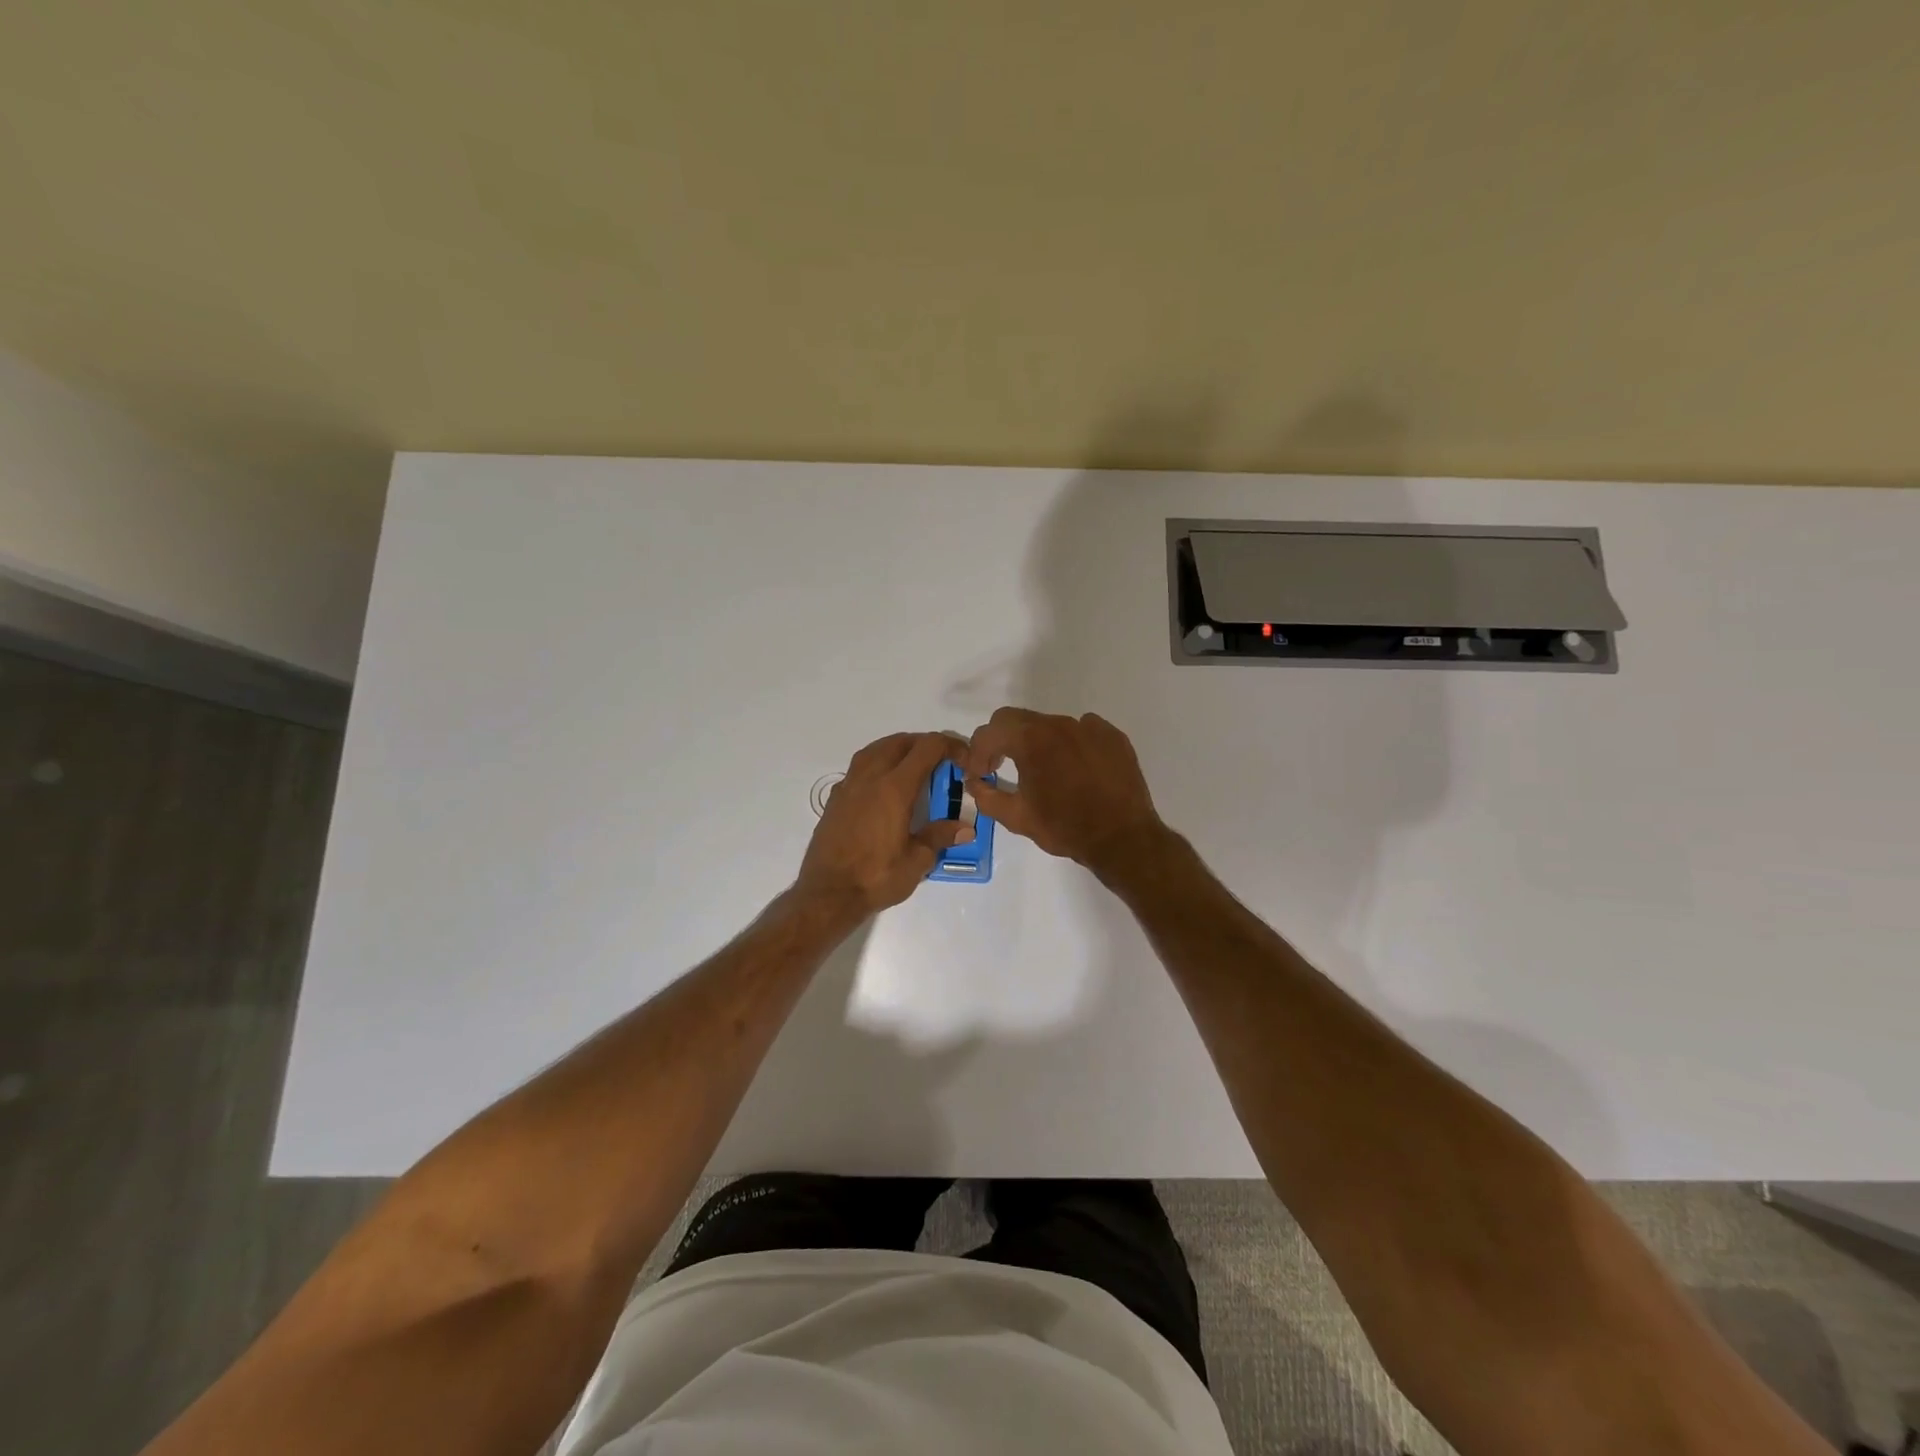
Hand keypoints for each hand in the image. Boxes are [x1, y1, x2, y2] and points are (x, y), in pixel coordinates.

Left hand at [796, 732, 973, 914]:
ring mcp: (848, 787)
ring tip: (913, 766)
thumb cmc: (876, 877)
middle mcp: (870, 778)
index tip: (963, 759)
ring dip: (897, 749)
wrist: (827, 894)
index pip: (926, 748)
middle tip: (941, 761)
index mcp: (895, 788)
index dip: (949, 746)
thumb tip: (966, 828)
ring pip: (874, 750)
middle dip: (924, 744)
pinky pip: (858, 769)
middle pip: (899, 742)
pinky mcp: (835, 800)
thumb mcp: (917, 861)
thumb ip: (940, 837)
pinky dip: (876, 766)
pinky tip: (882, 787)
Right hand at [962, 708, 1168, 876]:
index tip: (981, 774)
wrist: (1122, 838)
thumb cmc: (1065, 827)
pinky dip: (1070, 745)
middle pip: (1018, 720)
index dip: (977, 752)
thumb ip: (987, 797)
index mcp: (1031, 740)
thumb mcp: (1017, 818)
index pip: (990, 731)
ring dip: (1038, 743)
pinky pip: (1083, 731)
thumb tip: (974, 783)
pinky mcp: (1113, 736)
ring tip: (1043, 772)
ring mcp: (1089, 727)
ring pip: (1051, 725)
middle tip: (1001, 767)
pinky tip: (1076, 770)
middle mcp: (1059, 724)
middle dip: (1002, 741)